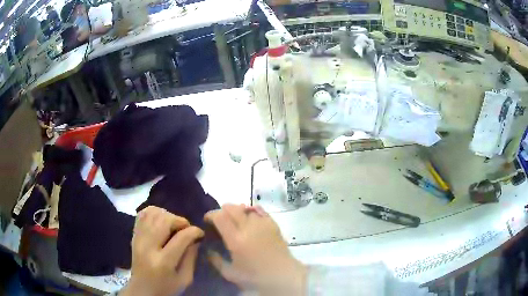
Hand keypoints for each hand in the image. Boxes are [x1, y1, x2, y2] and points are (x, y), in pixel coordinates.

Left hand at [120, 206, 203, 295]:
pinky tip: (161, 221)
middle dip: (180, 221)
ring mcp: (138, 238)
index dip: (194, 231)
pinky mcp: (134, 235)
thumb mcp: (185, 279)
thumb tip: (195, 238)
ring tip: (174, 225)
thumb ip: (191, 257)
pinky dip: (154, 212)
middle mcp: (148, 246)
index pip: (181, 238)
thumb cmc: (166, 288)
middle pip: (164, 220)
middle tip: (186, 229)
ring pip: (153, 213)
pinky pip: (143, 214)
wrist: (142, 289)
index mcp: (163, 262)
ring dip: (167, 215)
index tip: (200, 233)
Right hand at [205, 204, 306, 295]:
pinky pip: (259, 210)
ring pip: (245, 208)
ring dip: (236, 211)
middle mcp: (248, 227)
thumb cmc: (255, 277)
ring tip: (234, 220)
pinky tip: (249, 217)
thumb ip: (216, 261)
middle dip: (222, 210)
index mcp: (236, 239)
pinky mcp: (273, 224)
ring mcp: (262, 224)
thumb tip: (207, 251)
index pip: (220, 216)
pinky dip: (251, 211)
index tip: (207, 220)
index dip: (211, 215)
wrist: (283, 275)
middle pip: (231, 208)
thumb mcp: (230, 273)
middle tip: (219, 220)